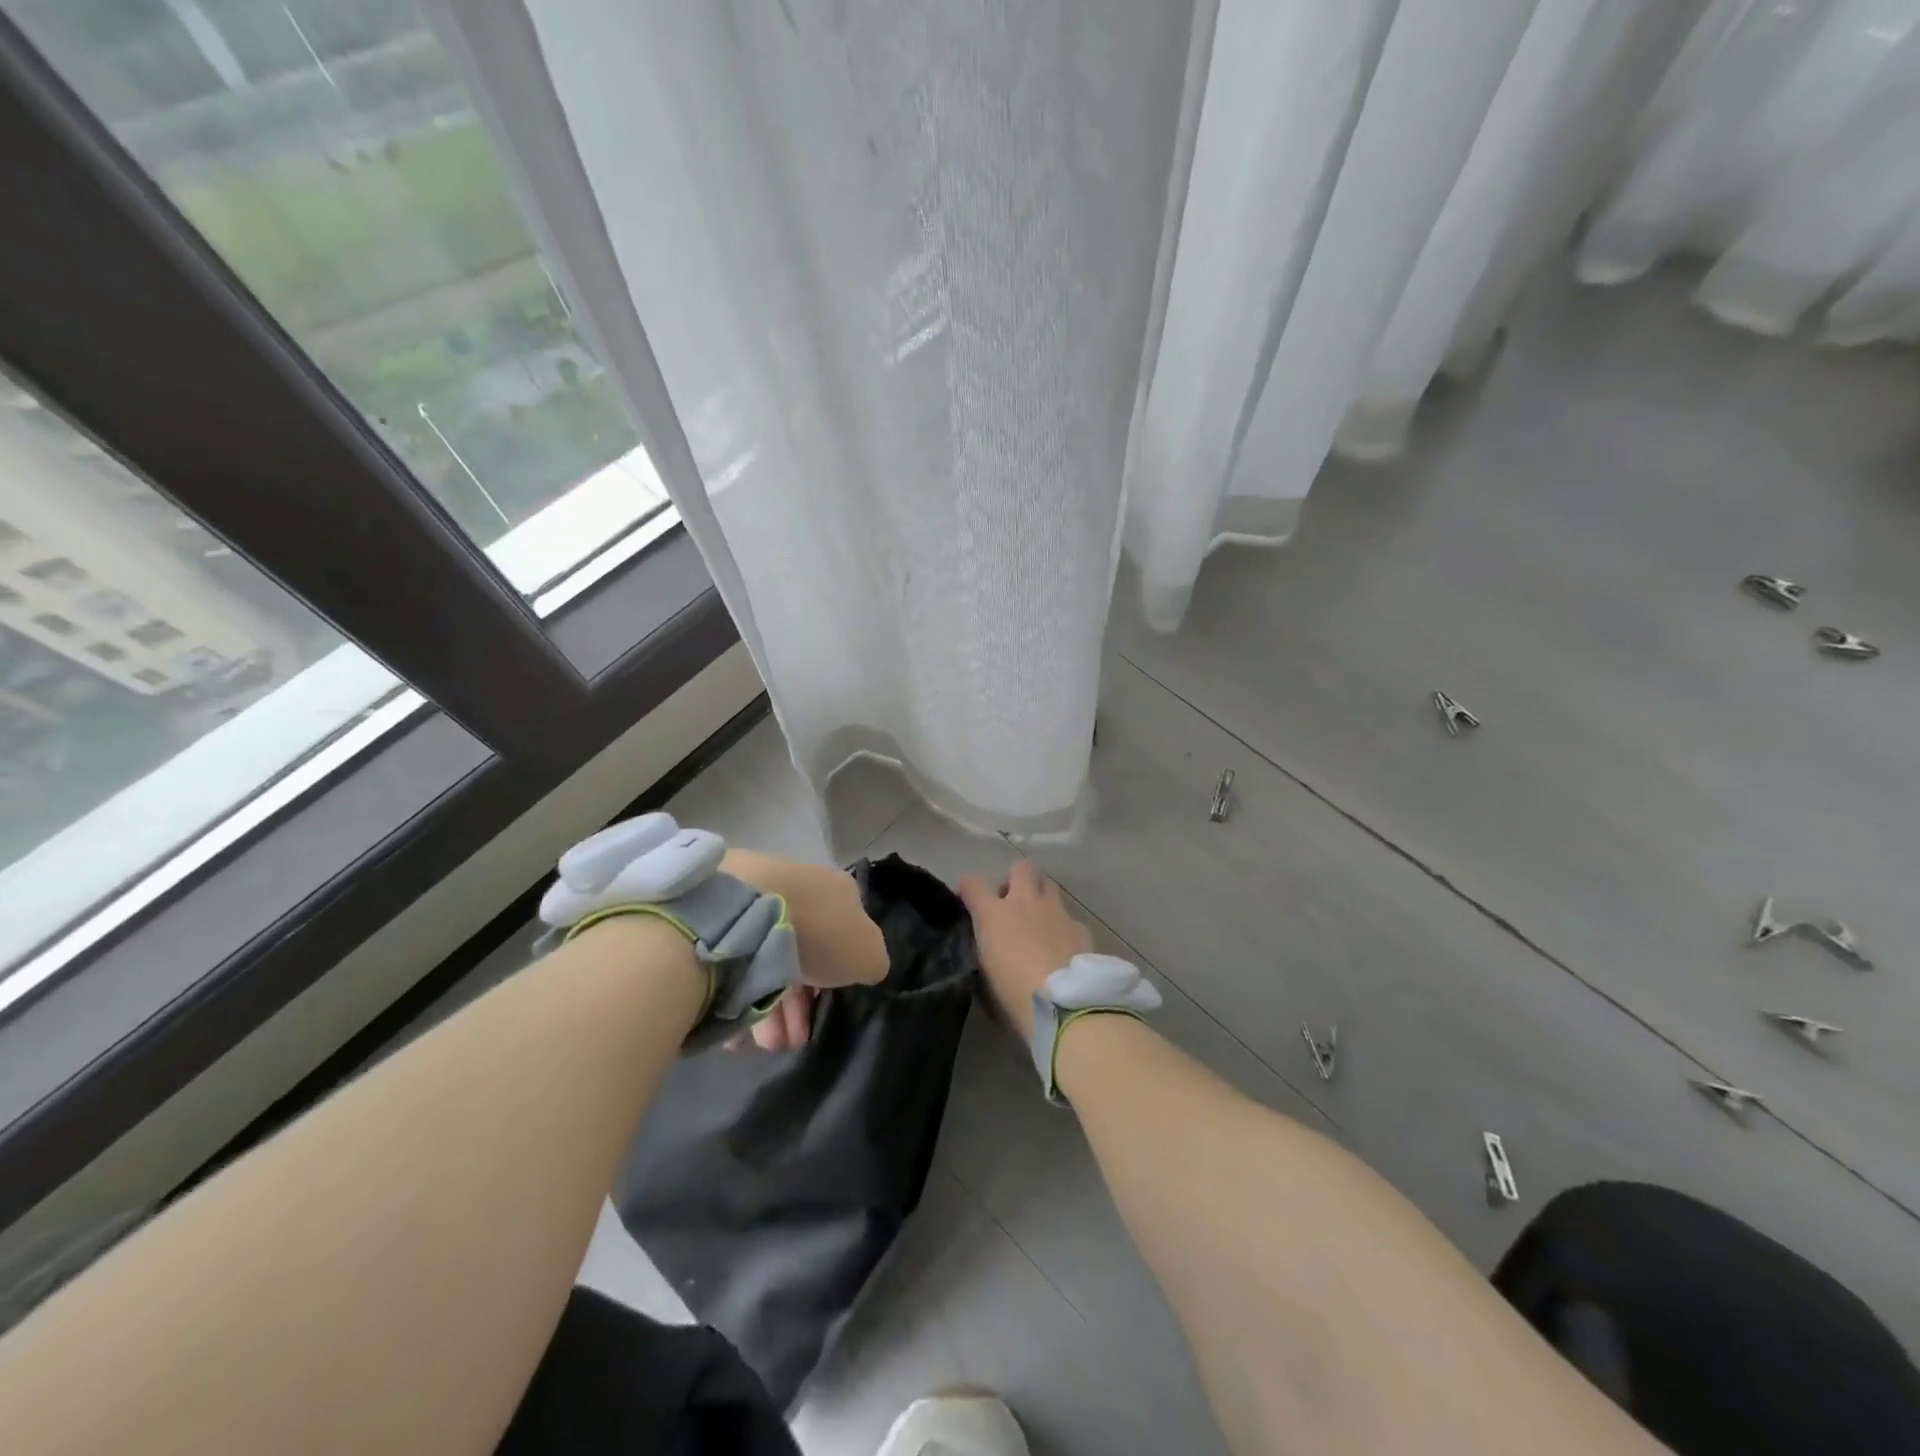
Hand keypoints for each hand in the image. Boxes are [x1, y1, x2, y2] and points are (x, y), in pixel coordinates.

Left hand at [720, 851, 887, 1051]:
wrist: (745, 913)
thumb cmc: (817, 932)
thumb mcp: (868, 953)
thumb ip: (871, 962)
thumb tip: (864, 967)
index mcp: (837, 890)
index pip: (845, 933)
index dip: (840, 974)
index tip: (828, 1008)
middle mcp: (799, 888)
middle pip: (804, 951)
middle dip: (799, 1001)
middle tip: (793, 1038)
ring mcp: (757, 899)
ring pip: (767, 959)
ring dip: (769, 1006)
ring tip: (764, 1043)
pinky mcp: (719, 915)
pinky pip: (736, 963)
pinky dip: (738, 994)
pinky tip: (736, 1026)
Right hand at [958, 860, 1092, 1038]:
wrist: (1065, 1007)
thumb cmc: (1014, 996)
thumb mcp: (985, 974)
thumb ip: (983, 949)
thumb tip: (986, 941)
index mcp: (994, 914)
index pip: (973, 883)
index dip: (969, 888)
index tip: (969, 900)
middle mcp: (1025, 902)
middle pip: (1021, 867)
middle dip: (1016, 879)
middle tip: (1013, 903)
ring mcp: (1057, 911)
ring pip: (1049, 885)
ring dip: (1041, 897)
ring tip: (1040, 922)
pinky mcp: (1081, 927)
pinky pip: (1069, 917)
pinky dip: (1063, 927)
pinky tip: (1064, 949)